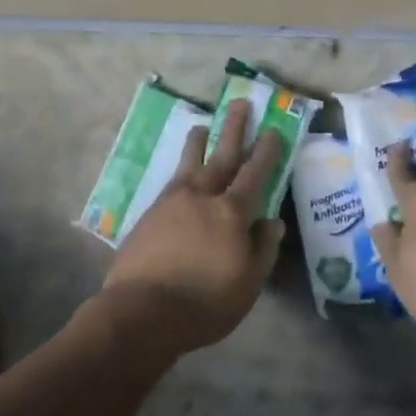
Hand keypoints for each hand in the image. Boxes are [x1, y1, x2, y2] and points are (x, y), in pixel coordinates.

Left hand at [100, 99, 286, 355]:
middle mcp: (202, 197)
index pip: (254, 174)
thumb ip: (262, 248)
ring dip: (198, 142)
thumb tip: (273, 221)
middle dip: (233, 129)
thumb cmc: (205, 303)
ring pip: (189, 163)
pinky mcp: (149, 215)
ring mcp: (171, 203)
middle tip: (239, 103)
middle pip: (221, 156)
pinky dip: (179, 170)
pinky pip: (170, 182)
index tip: (272, 130)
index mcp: (231, 212)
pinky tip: (180, 172)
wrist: (143, 312)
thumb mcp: (248, 283)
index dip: (265, 152)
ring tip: (201, 126)